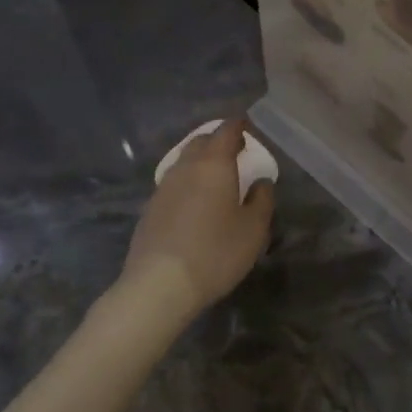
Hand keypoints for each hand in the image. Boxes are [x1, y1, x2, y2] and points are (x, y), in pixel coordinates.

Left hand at [122, 118, 274, 316]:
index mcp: (213, 165)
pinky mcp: (150, 210)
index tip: (247, 127)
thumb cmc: (216, 252)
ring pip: (184, 162)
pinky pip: (173, 184)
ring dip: (200, 162)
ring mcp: (163, 188)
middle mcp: (185, 168)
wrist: (159, 285)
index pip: (226, 132)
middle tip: (234, 150)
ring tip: (215, 175)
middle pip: (201, 142)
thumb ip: (262, 200)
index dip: (238, 126)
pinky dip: (187, 183)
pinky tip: (194, 201)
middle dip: (218, 141)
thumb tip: (261, 182)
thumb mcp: (254, 229)